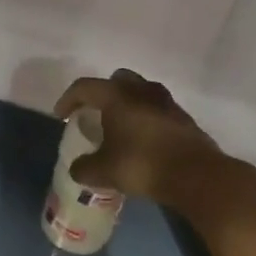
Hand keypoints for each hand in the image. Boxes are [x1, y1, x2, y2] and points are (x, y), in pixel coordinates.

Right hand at [54, 69, 222, 205]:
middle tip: (94, 114)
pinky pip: (156, 109)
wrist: (195, 175)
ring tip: (119, 127)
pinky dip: (145, 118)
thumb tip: (77, 168)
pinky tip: (141, 140)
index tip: (61, 116)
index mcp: (117, 96)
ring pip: (140, 92)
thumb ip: (84, 168)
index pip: (84, 87)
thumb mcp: (103, 171)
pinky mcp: (182, 118)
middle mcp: (141, 90)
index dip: (68, 99)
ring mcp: (166, 102)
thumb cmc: (142, 164)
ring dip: (127, 105)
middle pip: (116, 80)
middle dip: (102, 94)